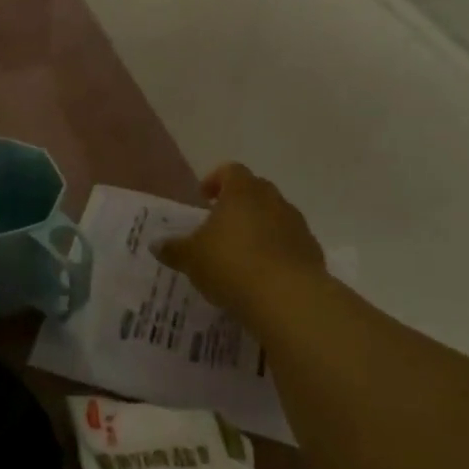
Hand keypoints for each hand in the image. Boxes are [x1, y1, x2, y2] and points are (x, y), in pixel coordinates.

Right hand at [155, 164, 325, 324]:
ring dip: (259, 227)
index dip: (216, 180)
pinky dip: (276, 251)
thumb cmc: (231, 264)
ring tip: (241, 253)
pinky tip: (262, 274)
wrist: (288, 298)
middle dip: (238, 203)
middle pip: (256, 190)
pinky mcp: (312, 252)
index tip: (204, 197)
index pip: (230, 171)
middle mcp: (273, 200)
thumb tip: (156, 244)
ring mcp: (297, 225)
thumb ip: (173, 249)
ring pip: (275, 216)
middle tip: (220, 224)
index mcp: (242, 192)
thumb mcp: (191, 258)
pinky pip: (290, 243)